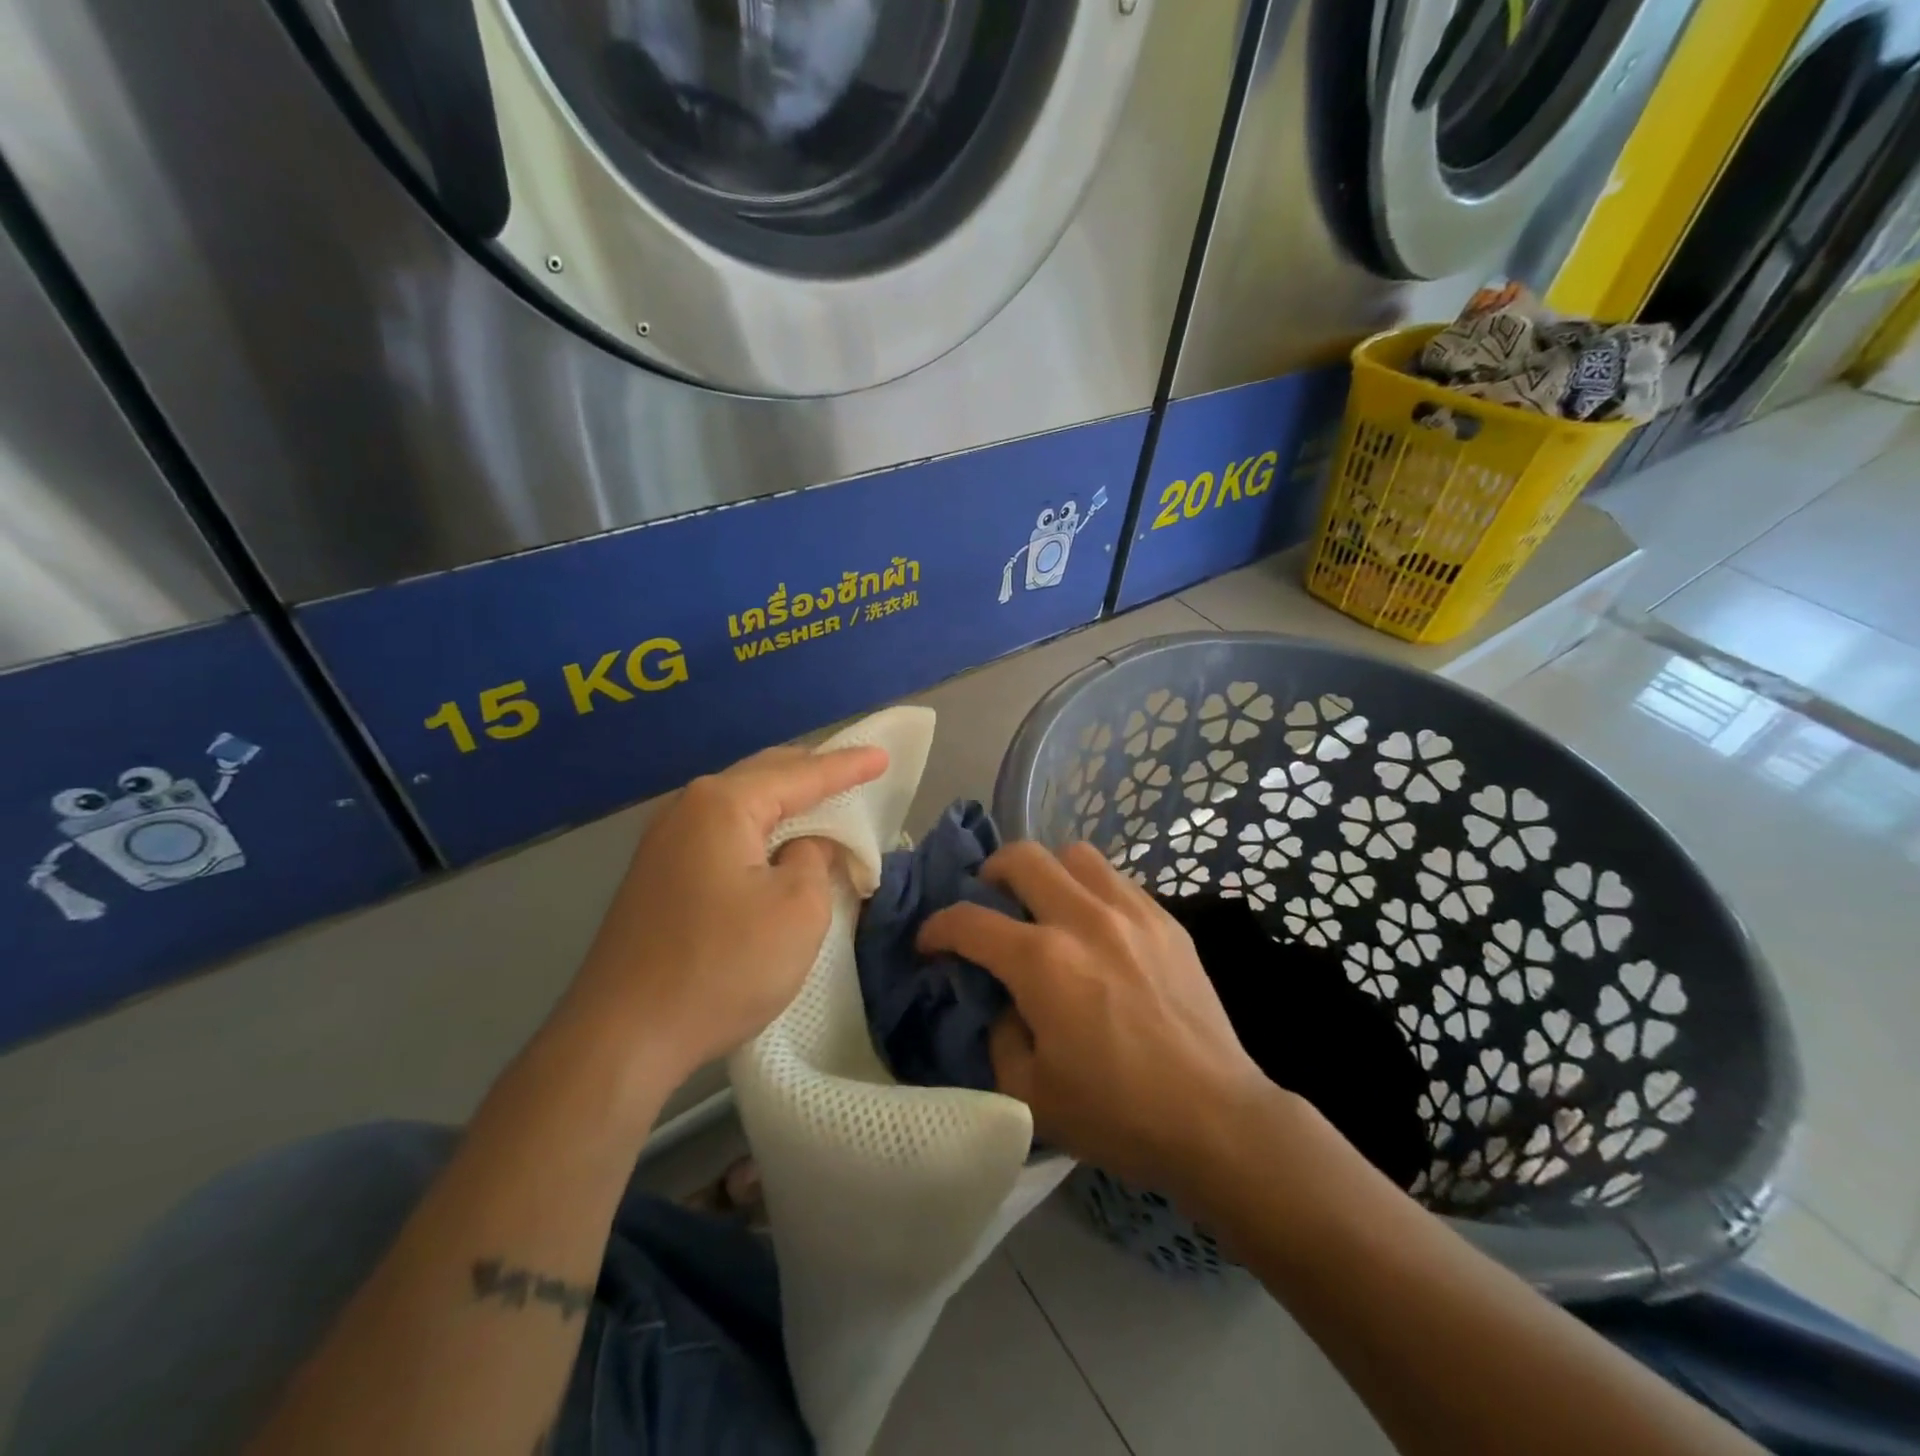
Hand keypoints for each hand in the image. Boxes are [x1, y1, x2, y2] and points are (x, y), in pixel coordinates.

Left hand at [557, 743, 887, 1094]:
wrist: (622, 1037)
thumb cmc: (722, 966)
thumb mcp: (798, 910)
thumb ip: (815, 859)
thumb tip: (805, 847)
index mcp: (724, 804)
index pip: (801, 774)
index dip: (847, 766)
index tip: (882, 756)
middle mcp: (688, 808)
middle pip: (764, 776)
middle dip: (812, 772)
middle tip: (855, 772)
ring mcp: (664, 842)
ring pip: (740, 804)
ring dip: (784, 803)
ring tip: (822, 803)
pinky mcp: (657, 875)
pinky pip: (722, 832)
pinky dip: (758, 829)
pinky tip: (774, 844)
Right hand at [918, 841, 1274, 1193]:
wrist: (1215, 1119)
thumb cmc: (1117, 1114)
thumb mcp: (1029, 1092)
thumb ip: (998, 1033)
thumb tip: (1000, 998)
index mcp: (1043, 961)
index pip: (969, 921)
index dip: (937, 928)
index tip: (930, 943)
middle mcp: (1084, 919)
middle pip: (1022, 857)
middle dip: (989, 874)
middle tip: (988, 904)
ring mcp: (1131, 912)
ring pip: (1075, 855)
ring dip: (1047, 872)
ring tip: (1046, 906)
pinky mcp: (1166, 920)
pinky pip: (1116, 879)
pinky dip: (1091, 890)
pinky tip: (1096, 927)